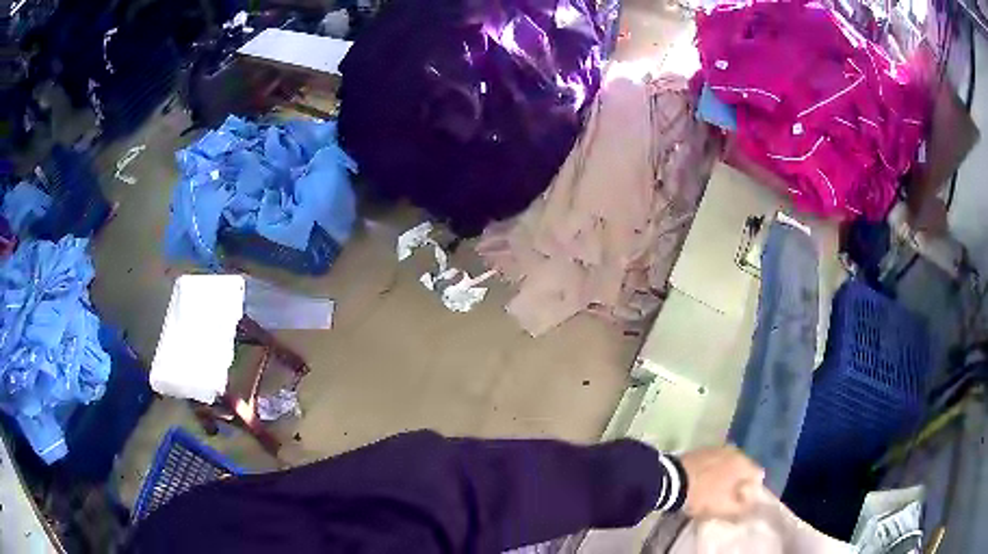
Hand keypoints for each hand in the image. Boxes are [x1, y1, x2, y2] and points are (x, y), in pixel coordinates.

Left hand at [679, 445, 763, 518]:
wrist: (670, 481)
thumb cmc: (703, 495)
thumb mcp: (725, 508)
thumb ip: (743, 508)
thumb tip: (751, 507)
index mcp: (743, 462)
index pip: (757, 475)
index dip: (752, 491)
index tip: (741, 502)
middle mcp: (733, 450)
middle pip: (742, 469)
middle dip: (738, 483)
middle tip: (728, 498)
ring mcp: (716, 448)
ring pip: (727, 465)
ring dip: (724, 477)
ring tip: (714, 491)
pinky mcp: (700, 451)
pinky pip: (713, 463)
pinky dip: (712, 472)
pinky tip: (703, 483)